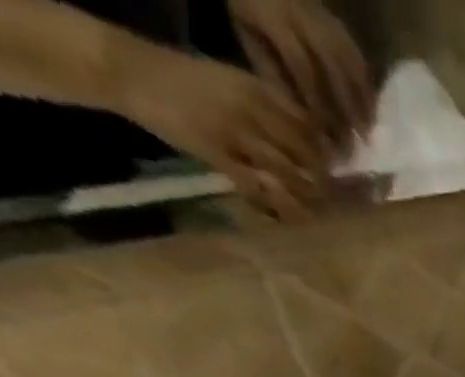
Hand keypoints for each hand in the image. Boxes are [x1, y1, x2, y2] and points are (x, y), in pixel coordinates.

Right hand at [116, 46, 328, 218]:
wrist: (131, 71)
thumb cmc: (187, 82)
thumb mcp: (233, 85)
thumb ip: (268, 109)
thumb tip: (307, 140)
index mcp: (258, 90)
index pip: (308, 128)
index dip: (325, 156)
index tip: (333, 175)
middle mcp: (252, 109)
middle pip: (304, 155)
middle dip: (320, 183)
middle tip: (326, 202)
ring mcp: (234, 132)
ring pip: (286, 174)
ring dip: (302, 199)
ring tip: (310, 214)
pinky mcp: (216, 153)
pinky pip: (256, 187)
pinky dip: (272, 205)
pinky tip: (280, 217)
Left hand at [228, 0, 375, 152]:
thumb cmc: (246, 11)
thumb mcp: (248, 38)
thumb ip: (272, 73)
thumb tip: (301, 115)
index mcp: (276, 19)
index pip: (302, 67)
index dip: (315, 102)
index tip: (324, 134)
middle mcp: (304, 17)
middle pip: (334, 68)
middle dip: (347, 107)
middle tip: (357, 140)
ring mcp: (324, 18)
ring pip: (351, 62)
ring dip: (363, 99)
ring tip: (369, 129)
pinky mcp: (335, 21)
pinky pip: (357, 55)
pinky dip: (366, 84)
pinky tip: (371, 107)